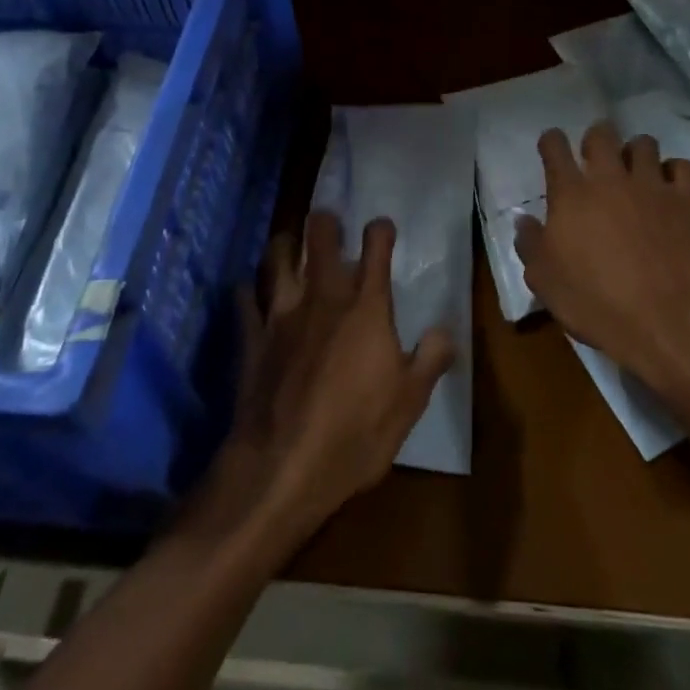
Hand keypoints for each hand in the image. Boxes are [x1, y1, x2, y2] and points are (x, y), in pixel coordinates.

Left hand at [215, 212, 453, 547]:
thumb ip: (431, 359)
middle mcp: (323, 296)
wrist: (283, 467)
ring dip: (284, 244)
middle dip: (325, 222)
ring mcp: (281, 313)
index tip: (382, 229)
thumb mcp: (410, 402)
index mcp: (366, 306)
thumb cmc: (356, 433)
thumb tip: (446, 331)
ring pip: (277, 256)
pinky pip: (244, 298)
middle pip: (320, 235)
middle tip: (329, 224)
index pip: (376, 247)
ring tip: (290, 244)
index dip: (381, 230)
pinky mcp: (251, 336)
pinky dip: (248, 290)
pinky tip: (250, 291)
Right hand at [516, 122, 689, 393]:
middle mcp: (611, 178)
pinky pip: (684, 168)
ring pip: (645, 144)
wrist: (664, 322)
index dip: (551, 142)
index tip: (551, 148)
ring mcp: (654, 186)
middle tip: (596, 159)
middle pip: (602, 133)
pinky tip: (672, 190)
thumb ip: (530, 243)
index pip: (555, 146)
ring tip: (636, 173)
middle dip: (596, 139)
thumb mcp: (544, 280)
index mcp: (571, 194)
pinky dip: (676, 174)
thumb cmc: (594, 302)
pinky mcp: (689, 202)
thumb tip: (523, 220)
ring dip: (636, 153)